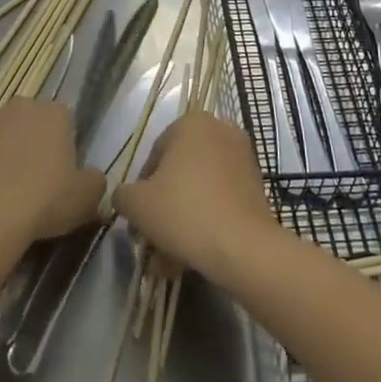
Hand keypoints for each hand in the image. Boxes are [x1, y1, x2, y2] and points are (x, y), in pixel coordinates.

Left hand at [0, 99, 106, 243]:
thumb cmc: (45, 200)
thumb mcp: (87, 198)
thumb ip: (94, 181)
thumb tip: (90, 177)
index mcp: (54, 113)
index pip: (65, 122)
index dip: (64, 148)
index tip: (61, 175)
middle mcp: (20, 107)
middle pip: (30, 123)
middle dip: (32, 144)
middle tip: (34, 182)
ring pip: (0, 134)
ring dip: (3, 152)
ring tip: (3, 190)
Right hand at [113, 112, 277, 283]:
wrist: (243, 247)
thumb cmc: (184, 212)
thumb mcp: (136, 204)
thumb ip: (123, 194)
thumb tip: (126, 197)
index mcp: (191, 123)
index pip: (154, 155)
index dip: (142, 189)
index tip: (140, 217)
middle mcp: (220, 131)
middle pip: (179, 172)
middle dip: (164, 206)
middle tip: (153, 237)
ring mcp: (243, 158)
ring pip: (200, 189)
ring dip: (182, 219)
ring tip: (169, 258)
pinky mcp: (257, 186)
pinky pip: (221, 200)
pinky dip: (206, 221)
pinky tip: (192, 254)